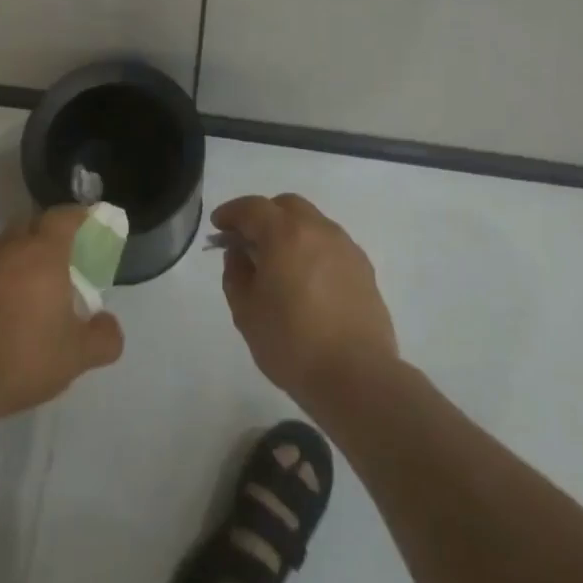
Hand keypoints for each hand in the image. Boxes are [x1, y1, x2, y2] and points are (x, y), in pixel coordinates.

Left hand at [0, 205, 124, 425]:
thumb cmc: (21, 356)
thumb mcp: (76, 356)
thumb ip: (103, 338)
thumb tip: (109, 325)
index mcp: (42, 253)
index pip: (64, 216)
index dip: (81, 216)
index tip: (92, 226)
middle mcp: (8, 249)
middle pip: (32, 226)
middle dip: (50, 236)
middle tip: (66, 262)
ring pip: (6, 251)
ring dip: (22, 262)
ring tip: (34, 295)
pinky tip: (2, 318)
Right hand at [213, 193, 398, 411]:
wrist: (357, 377)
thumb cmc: (292, 344)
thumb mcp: (246, 312)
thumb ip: (236, 273)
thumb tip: (240, 253)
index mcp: (285, 234)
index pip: (253, 207)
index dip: (231, 212)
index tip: (218, 225)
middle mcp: (318, 230)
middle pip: (286, 206)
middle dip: (263, 216)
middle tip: (248, 241)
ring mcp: (346, 247)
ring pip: (312, 223)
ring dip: (290, 231)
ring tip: (279, 263)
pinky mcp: (364, 268)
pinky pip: (331, 245)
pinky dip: (313, 249)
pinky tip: (307, 280)